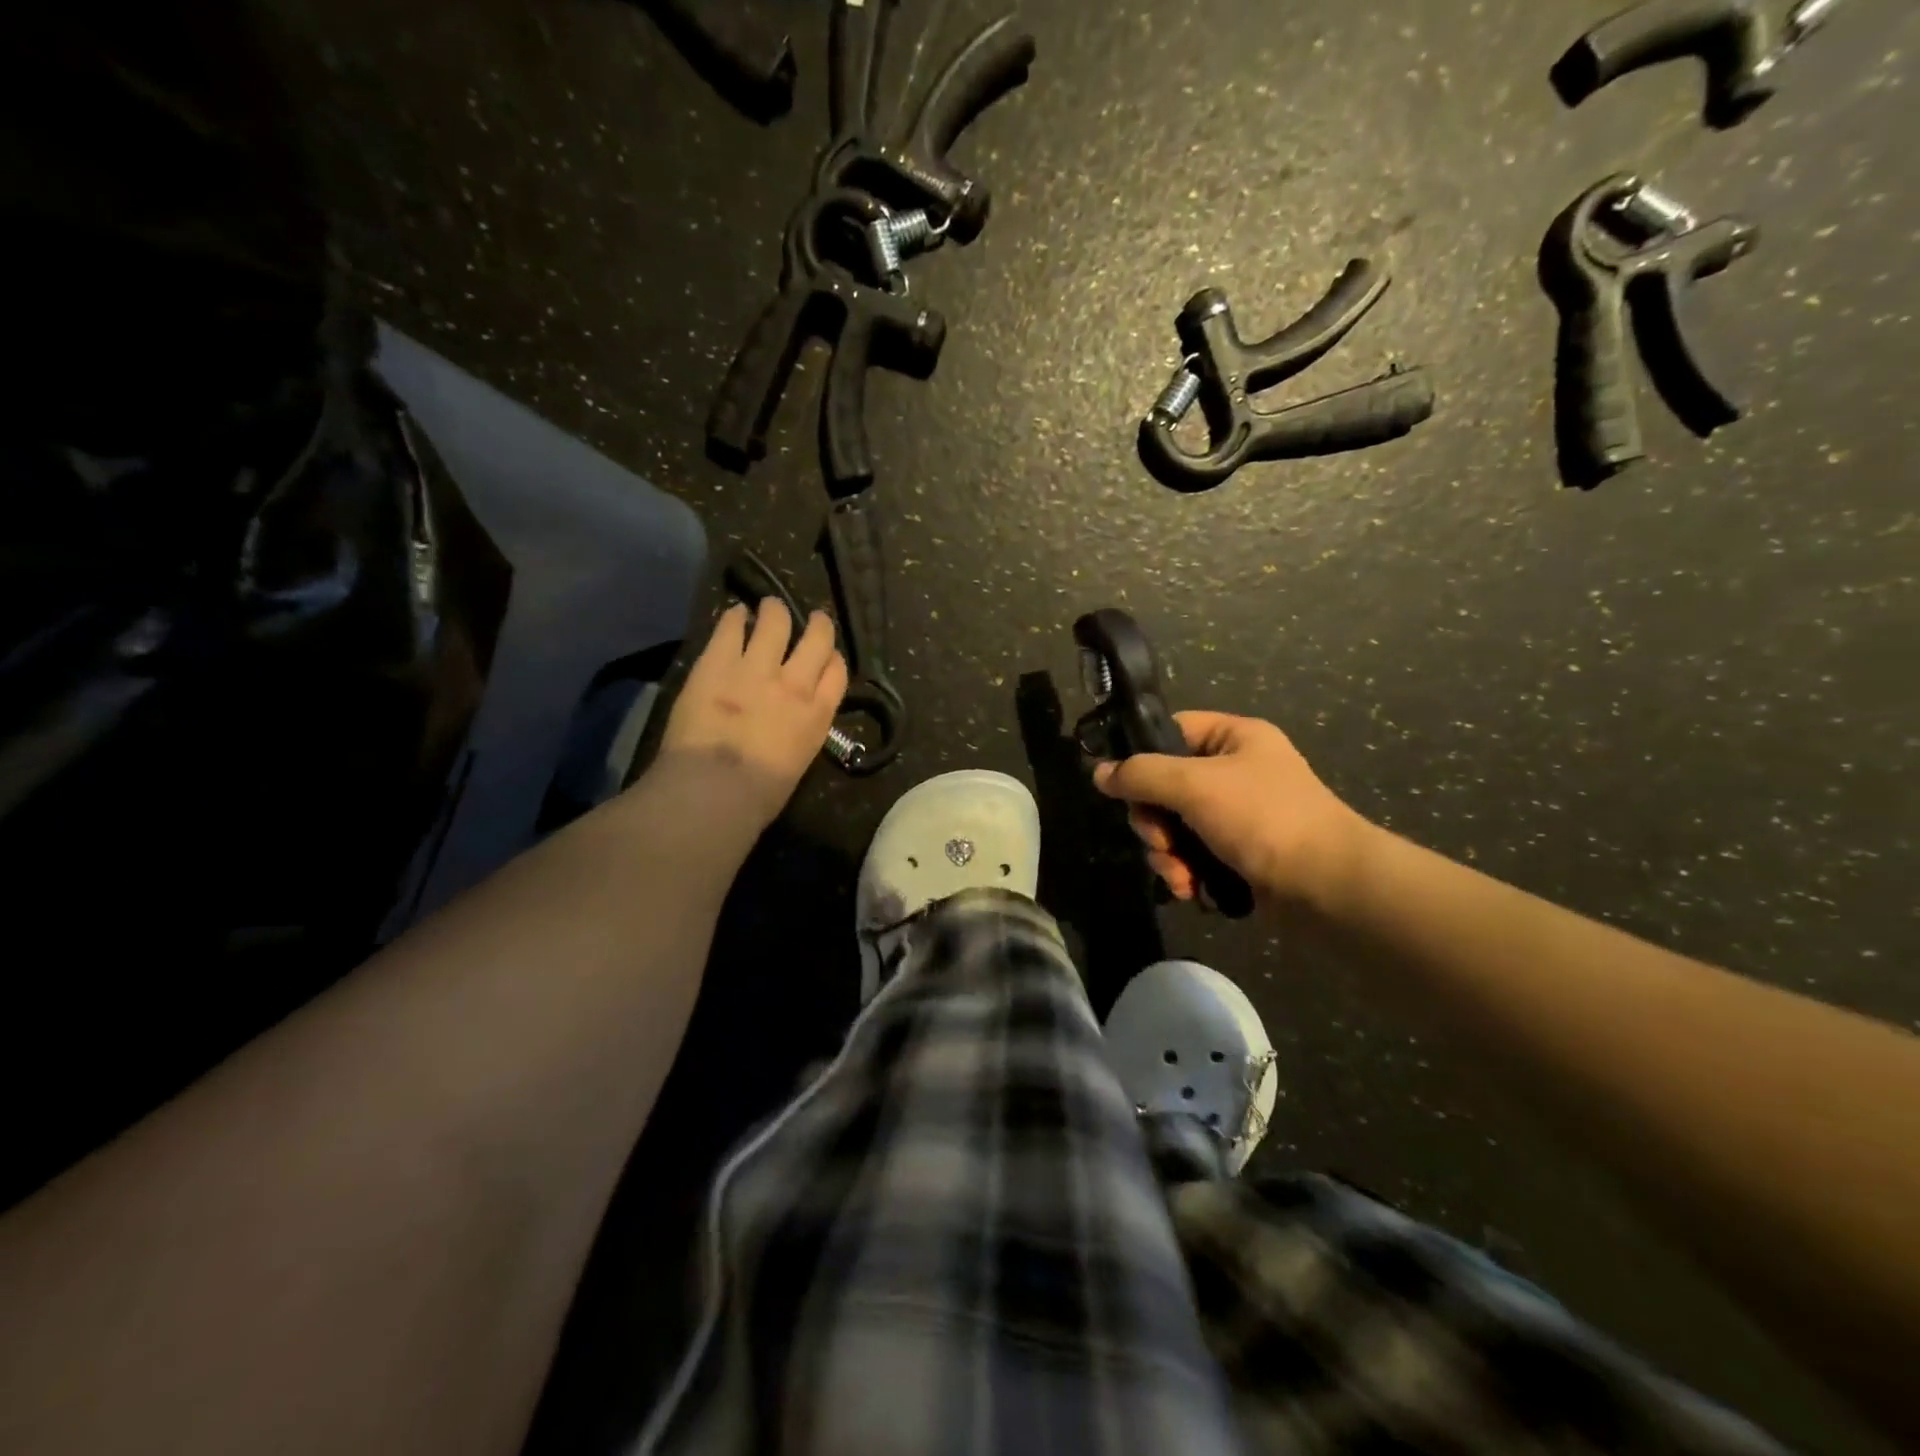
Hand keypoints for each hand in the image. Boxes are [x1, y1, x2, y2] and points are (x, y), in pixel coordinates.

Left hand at [657, 600, 847, 832]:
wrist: (715, 789)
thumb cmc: (758, 796)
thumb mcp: (797, 764)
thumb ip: (799, 734)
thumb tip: (788, 725)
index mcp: (817, 715)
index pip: (837, 673)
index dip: (833, 658)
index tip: (827, 655)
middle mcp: (794, 684)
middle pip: (816, 640)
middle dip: (817, 625)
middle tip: (813, 619)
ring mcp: (756, 668)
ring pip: (776, 622)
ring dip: (775, 611)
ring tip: (770, 606)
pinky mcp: (718, 663)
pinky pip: (731, 628)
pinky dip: (735, 617)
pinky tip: (734, 613)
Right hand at [1093, 711, 1369, 911]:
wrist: (1328, 886)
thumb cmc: (1263, 818)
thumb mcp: (1194, 785)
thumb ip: (1141, 774)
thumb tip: (1098, 772)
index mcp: (1235, 738)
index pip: (1172, 731)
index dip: (1142, 755)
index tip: (1121, 786)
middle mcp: (1236, 772)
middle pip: (1166, 787)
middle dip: (1154, 822)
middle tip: (1159, 841)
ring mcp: (1239, 815)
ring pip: (1176, 827)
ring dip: (1167, 854)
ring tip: (1178, 875)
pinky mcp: (1241, 854)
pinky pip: (1195, 855)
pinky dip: (1186, 872)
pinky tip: (1191, 889)